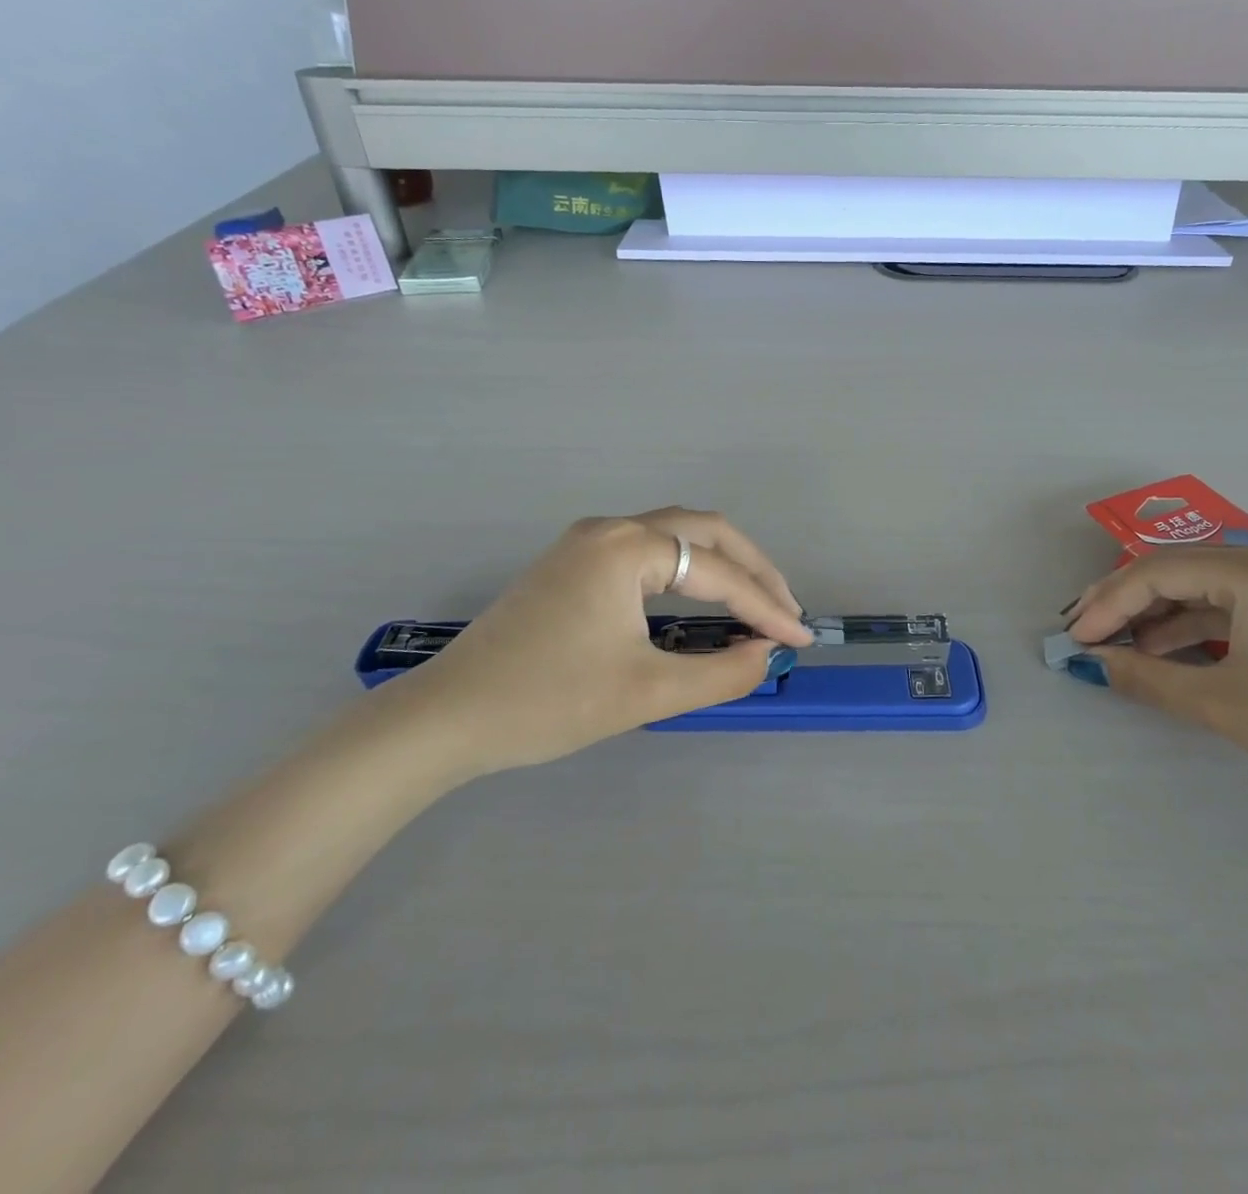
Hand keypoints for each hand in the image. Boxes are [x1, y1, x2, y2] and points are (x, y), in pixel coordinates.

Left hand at [392, 508, 811, 775]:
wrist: (446, 717)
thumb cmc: (547, 702)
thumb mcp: (645, 693)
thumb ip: (720, 673)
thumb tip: (766, 654)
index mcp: (627, 548)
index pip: (717, 573)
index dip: (765, 607)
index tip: (800, 639)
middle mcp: (609, 529)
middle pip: (703, 531)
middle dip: (751, 568)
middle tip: (784, 609)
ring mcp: (585, 542)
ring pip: (674, 536)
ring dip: (719, 565)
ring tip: (754, 602)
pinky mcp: (571, 563)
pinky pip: (646, 552)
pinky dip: (685, 572)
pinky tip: (699, 601)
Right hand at [1065, 545, 1247, 819]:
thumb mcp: (1224, 705)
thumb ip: (1147, 678)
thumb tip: (1094, 663)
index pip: (1156, 572)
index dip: (1107, 604)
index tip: (1074, 637)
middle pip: (1178, 571)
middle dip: (1127, 603)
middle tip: (1086, 633)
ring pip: (1207, 588)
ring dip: (1160, 616)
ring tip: (1121, 646)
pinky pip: (1237, 605)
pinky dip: (1199, 626)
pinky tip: (1170, 650)